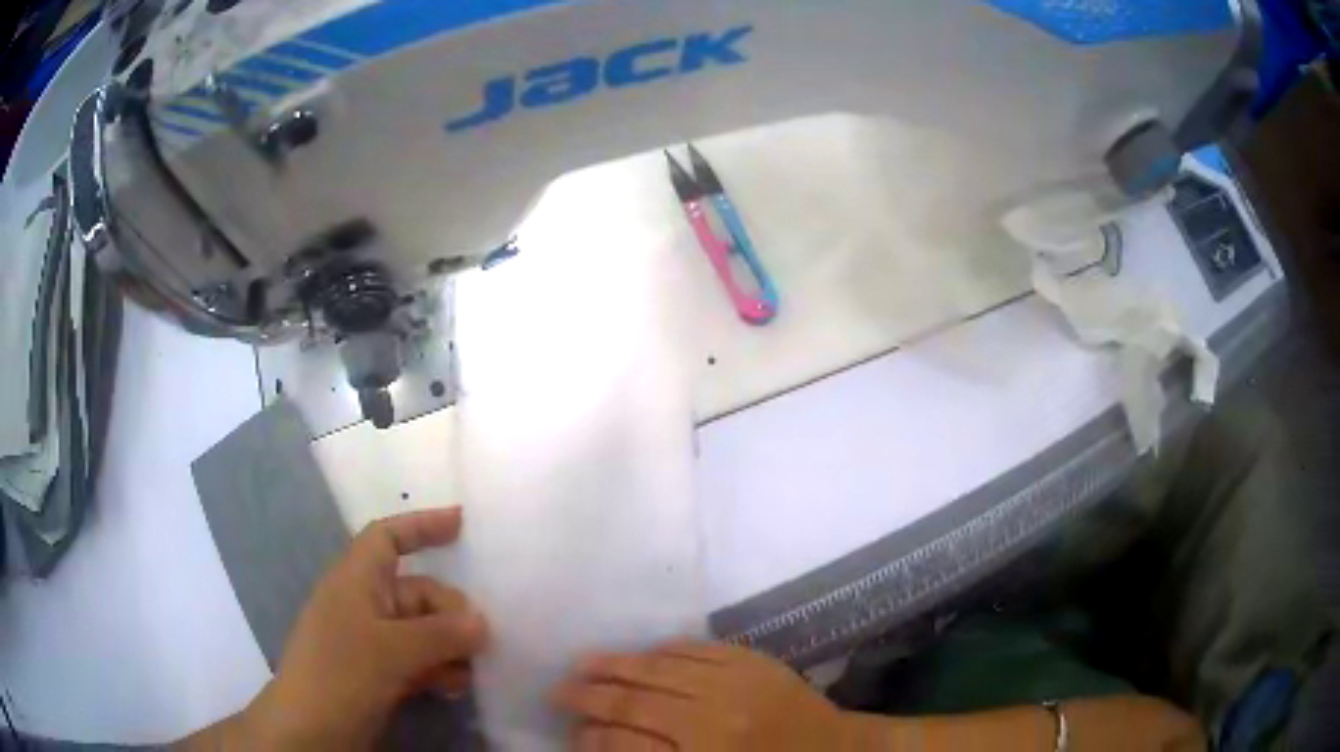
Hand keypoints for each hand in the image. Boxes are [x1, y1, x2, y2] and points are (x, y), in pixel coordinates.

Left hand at [245, 508, 487, 749]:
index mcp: (356, 580)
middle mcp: (363, 604)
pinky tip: (454, 688)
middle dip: (451, 611)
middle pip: (417, 591)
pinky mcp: (378, 673)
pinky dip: (438, 669)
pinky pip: (417, 660)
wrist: (310, 730)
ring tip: (470, 671)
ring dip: (449, 647)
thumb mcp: (392, 650)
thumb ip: (441, 633)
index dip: (422, 525)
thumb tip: (482, 622)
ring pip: (421, 631)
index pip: (388, 538)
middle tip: (481, 639)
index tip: (463, 523)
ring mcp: (371, 642)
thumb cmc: (341, 673)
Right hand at [554, 640, 847, 750]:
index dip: (591, 738)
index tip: (570, 732)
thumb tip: (605, 743)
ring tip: (583, 663)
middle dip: (589, 695)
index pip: (628, 745)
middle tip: (557, 689)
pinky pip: (697, 648)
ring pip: (659, 668)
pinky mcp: (754, 661)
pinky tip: (642, 653)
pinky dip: (664, 650)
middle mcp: (714, 719)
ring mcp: (735, 683)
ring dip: (616, 664)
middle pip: (636, 701)